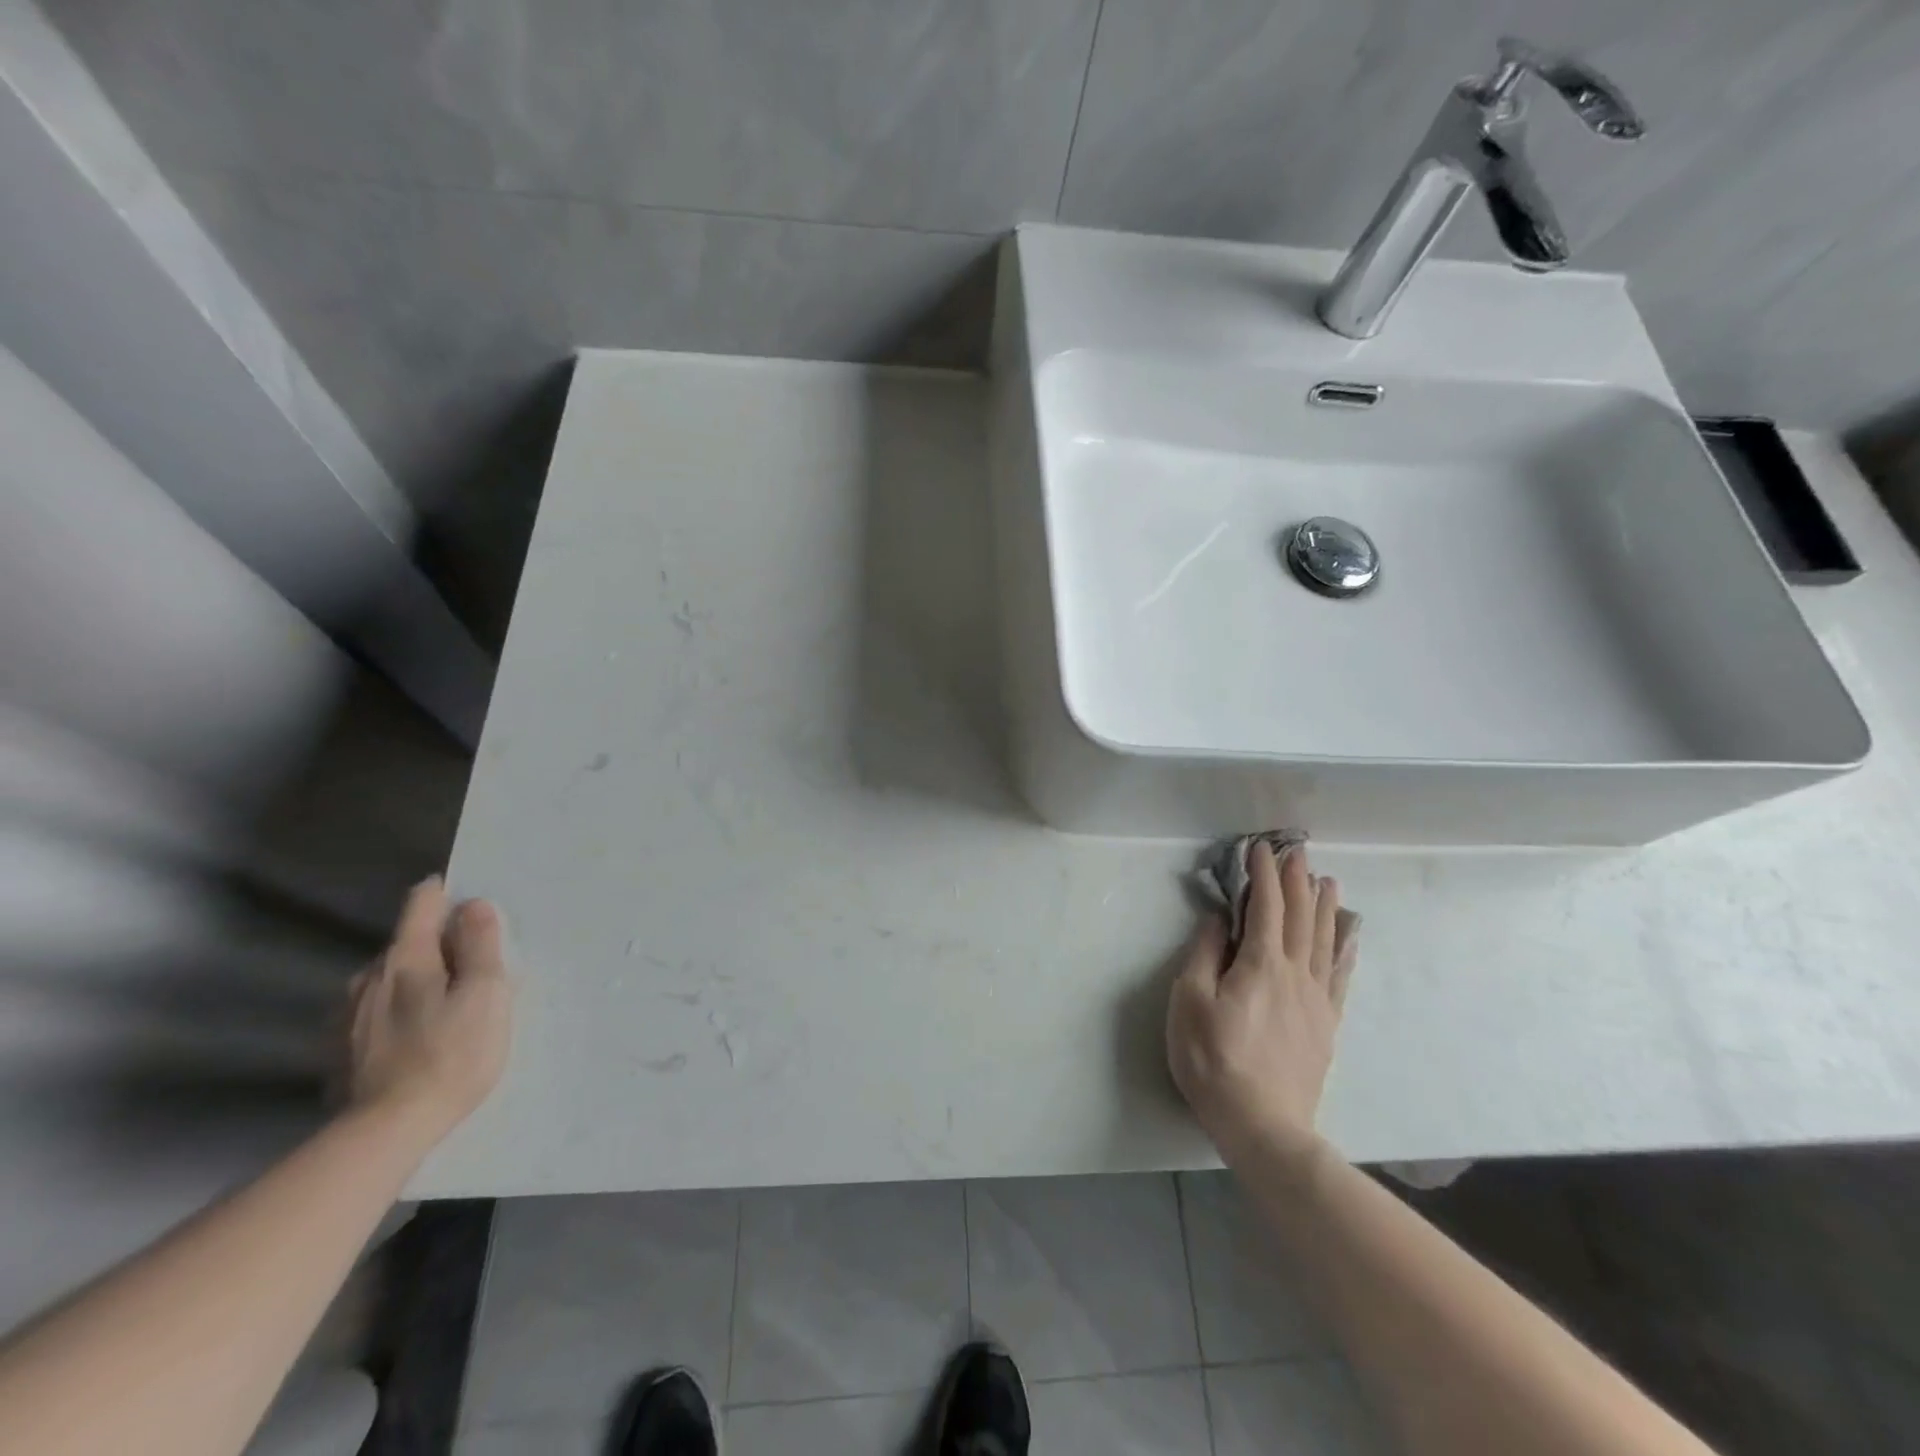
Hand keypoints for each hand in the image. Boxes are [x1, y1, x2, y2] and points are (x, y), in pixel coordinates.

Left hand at [346, 877, 513, 1144]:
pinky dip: (400, 1013)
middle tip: (474, 971)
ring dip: (419, 982)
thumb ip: (480, 944)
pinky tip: (417, 1039)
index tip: (472, 905)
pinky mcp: (340, 1051)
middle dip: (440, 946)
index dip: (448, 894)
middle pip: (408, 943)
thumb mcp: (485, 993)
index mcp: (405, 958)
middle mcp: (368, 977)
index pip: (422, 902)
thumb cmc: (451, 1055)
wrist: (385, 1133)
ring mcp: (347, 1015)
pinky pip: (377, 1013)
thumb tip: (473, 905)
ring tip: (448, 1009)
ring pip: (391, 980)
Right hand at [1167, 843, 1356, 1165]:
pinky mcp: (1326, 1024)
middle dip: (1297, 880)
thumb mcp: (1190, 1002)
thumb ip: (1204, 953)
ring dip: (1324, 906)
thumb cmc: (1214, 1060)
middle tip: (1298, 851)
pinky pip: (1340, 975)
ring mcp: (1316, 999)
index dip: (1264, 874)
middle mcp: (1295, 973)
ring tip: (1327, 881)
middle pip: (1300, 916)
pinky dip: (1344, 948)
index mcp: (1261, 963)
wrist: (1264, 1125)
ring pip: (1324, 940)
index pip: (1266, 906)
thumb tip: (1217, 917)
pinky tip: (1349, 936)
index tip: (1261, 848)